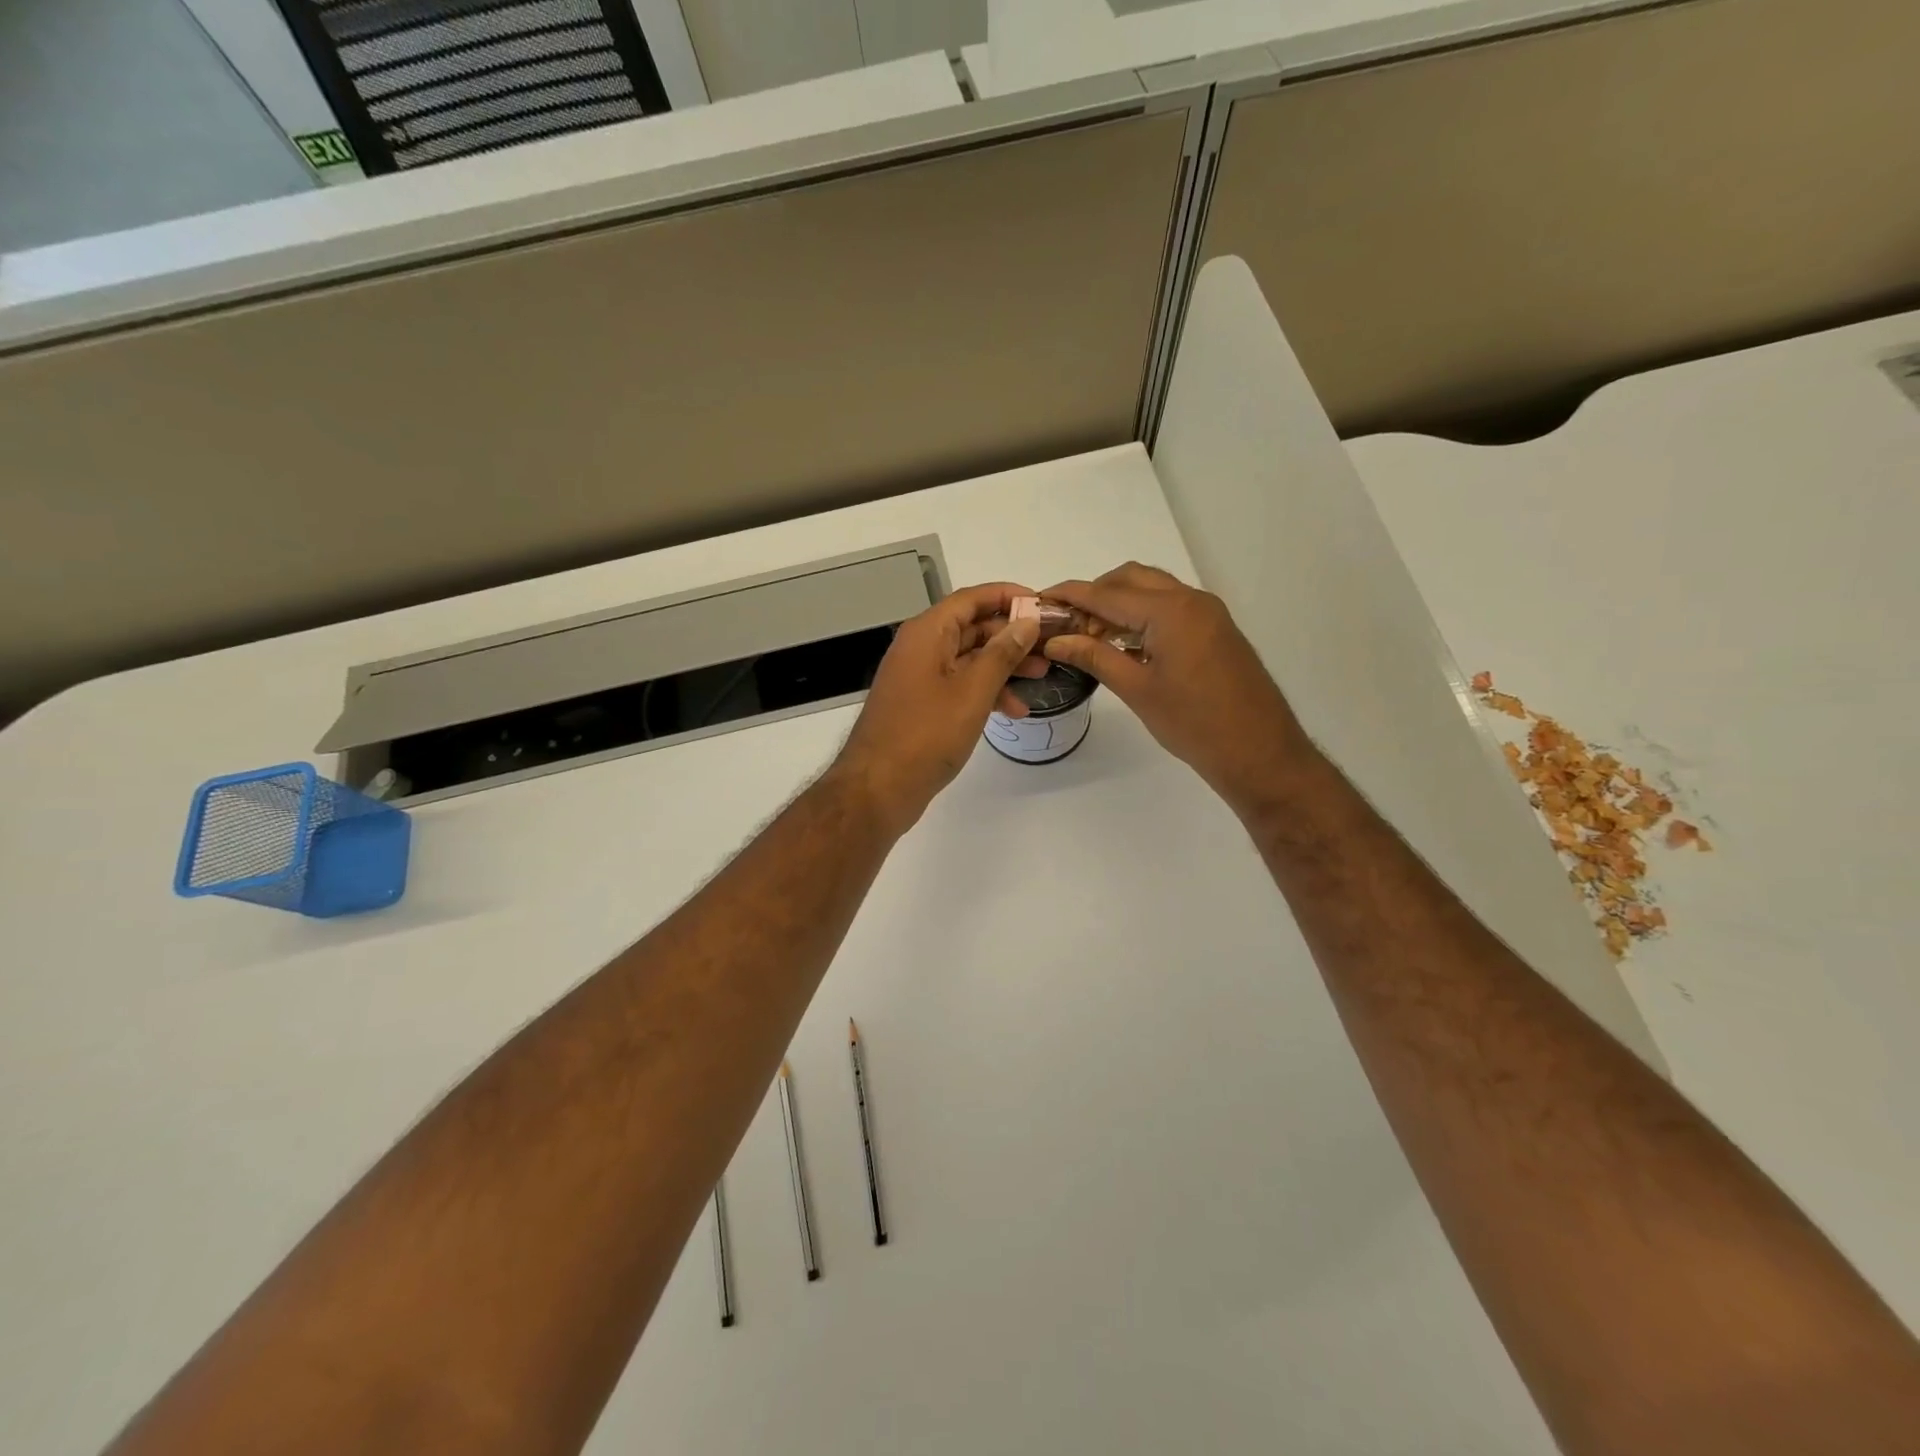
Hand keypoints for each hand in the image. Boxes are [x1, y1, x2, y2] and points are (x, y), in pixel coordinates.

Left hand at [831, 583, 1043, 836]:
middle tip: (1049, 646)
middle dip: (1012, 635)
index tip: (1043, 606)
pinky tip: (1012, 710)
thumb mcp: (972, 692)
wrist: (878, 789)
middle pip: (972, 627)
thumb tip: (1026, 622)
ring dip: (1003, 666)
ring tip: (1040, 678)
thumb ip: (1002, 654)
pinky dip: (985, 692)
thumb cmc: (926, 735)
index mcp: (927, 633)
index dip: (1008, 596)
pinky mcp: (921, 705)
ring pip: (968, 659)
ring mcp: (918, 678)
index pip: (971, 599)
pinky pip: (959, 685)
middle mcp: (920, 648)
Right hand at [1039, 563, 1318, 819]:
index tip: (1039, 599)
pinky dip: (1141, 616)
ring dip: (1118, 605)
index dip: (1070, 595)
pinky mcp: (1215, 630)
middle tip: (1066, 624)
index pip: (1107, 593)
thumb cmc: (1194, 724)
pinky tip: (1123, 645)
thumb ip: (1094, 657)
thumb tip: (1056, 640)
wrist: (1260, 752)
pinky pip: (1170, 608)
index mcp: (1170, 611)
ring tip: (1089, 637)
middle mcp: (1191, 600)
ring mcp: (1207, 613)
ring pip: (1152, 591)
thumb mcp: (1137, 689)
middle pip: (1130, 579)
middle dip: (1094, 595)